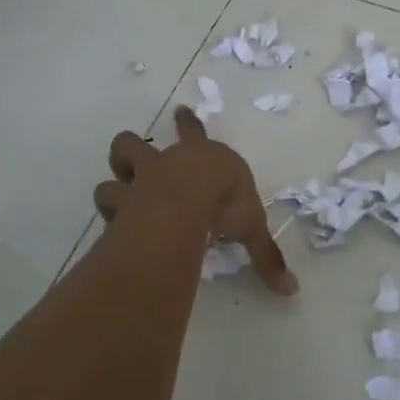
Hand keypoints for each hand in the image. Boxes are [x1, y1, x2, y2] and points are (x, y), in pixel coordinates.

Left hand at [93, 107, 297, 294]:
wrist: (190, 197)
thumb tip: (291, 289)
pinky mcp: (123, 200)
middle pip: (135, 144)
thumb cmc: (225, 201)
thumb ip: (265, 256)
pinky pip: (108, 202)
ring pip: (115, 168)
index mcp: (201, 158)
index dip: (188, 122)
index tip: (180, 110)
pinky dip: (111, 215)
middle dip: (132, 151)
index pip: (194, 133)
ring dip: (115, 183)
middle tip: (134, 165)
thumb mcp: (251, 227)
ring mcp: (140, 179)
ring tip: (118, 198)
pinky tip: (112, 231)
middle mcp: (166, 163)